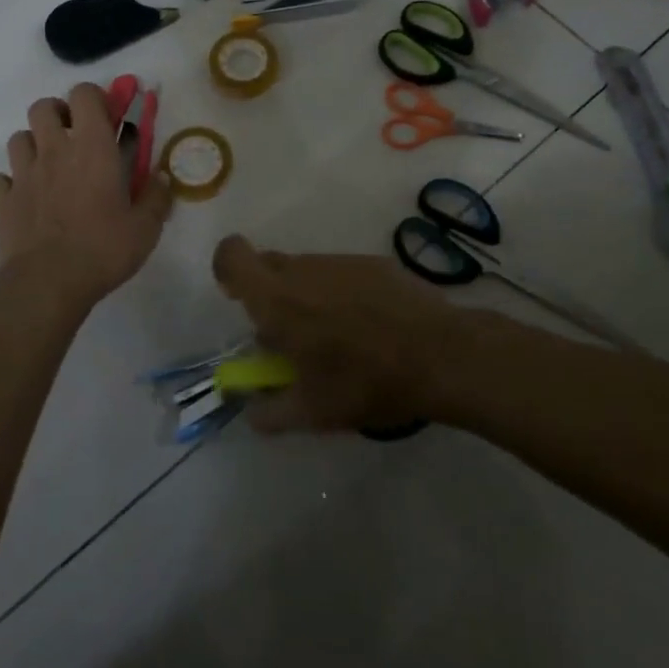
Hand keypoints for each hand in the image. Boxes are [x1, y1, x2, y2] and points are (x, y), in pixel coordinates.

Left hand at [0, 83, 171, 309]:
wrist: (47, 282)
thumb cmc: (103, 248)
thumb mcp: (146, 228)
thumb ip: (157, 198)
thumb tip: (163, 178)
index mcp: (92, 148)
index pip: (84, 94)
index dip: (94, 97)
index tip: (107, 117)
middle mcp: (54, 150)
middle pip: (43, 107)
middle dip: (58, 114)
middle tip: (74, 138)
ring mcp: (23, 174)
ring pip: (18, 138)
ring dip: (33, 145)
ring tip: (49, 167)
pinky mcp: (2, 200)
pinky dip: (10, 183)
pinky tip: (24, 198)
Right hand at [211, 235, 463, 433]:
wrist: (441, 355)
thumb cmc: (365, 382)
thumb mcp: (312, 412)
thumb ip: (270, 412)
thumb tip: (251, 411)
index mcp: (277, 299)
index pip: (232, 255)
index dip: (227, 268)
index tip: (238, 298)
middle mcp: (304, 270)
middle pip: (269, 264)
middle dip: (268, 293)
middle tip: (288, 334)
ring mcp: (342, 261)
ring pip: (307, 270)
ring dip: (307, 295)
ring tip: (336, 337)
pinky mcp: (376, 262)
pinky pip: (342, 272)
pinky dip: (342, 293)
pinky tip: (370, 326)